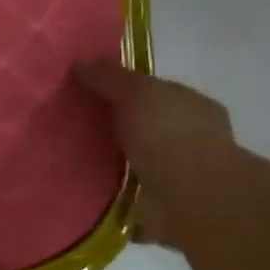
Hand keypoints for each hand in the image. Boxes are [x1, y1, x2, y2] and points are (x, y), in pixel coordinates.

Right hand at [74, 60, 234, 246]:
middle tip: (77, 127)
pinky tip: (90, 192)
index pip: (157, 92)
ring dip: (116, 163)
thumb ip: (110, 77)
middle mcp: (192, 139)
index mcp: (193, 106)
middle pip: (147, 127)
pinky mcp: (166, 207)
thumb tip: (81, 62)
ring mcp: (181, 176)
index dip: (126, 90)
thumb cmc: (170, 135)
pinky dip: (116, 196)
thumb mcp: (136, 92)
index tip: (91, 93)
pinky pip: (133, 196)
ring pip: (140, 162)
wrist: (192, 199)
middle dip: (119, 127)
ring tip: (76, 160)